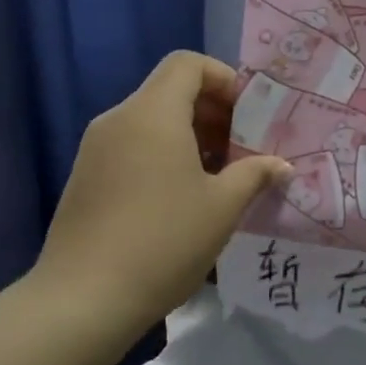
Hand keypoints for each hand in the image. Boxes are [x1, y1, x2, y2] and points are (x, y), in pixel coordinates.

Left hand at [26, 52, 288, 350]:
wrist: (83, 300)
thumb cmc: (163, 241)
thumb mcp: (223, 207)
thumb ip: (255, 174)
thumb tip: (281, 165)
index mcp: (152, 114)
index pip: (187, 64)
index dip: (224, 78)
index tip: (248, 115)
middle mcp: (119, 120)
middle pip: (170, 91)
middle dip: (213, 112)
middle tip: (244, 148)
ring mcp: (96, 149)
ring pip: (152, 121)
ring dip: (191, 137)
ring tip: (220, 177)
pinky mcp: (86, 178)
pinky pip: (133, 147)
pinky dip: (164, 156)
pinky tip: (184, 198)